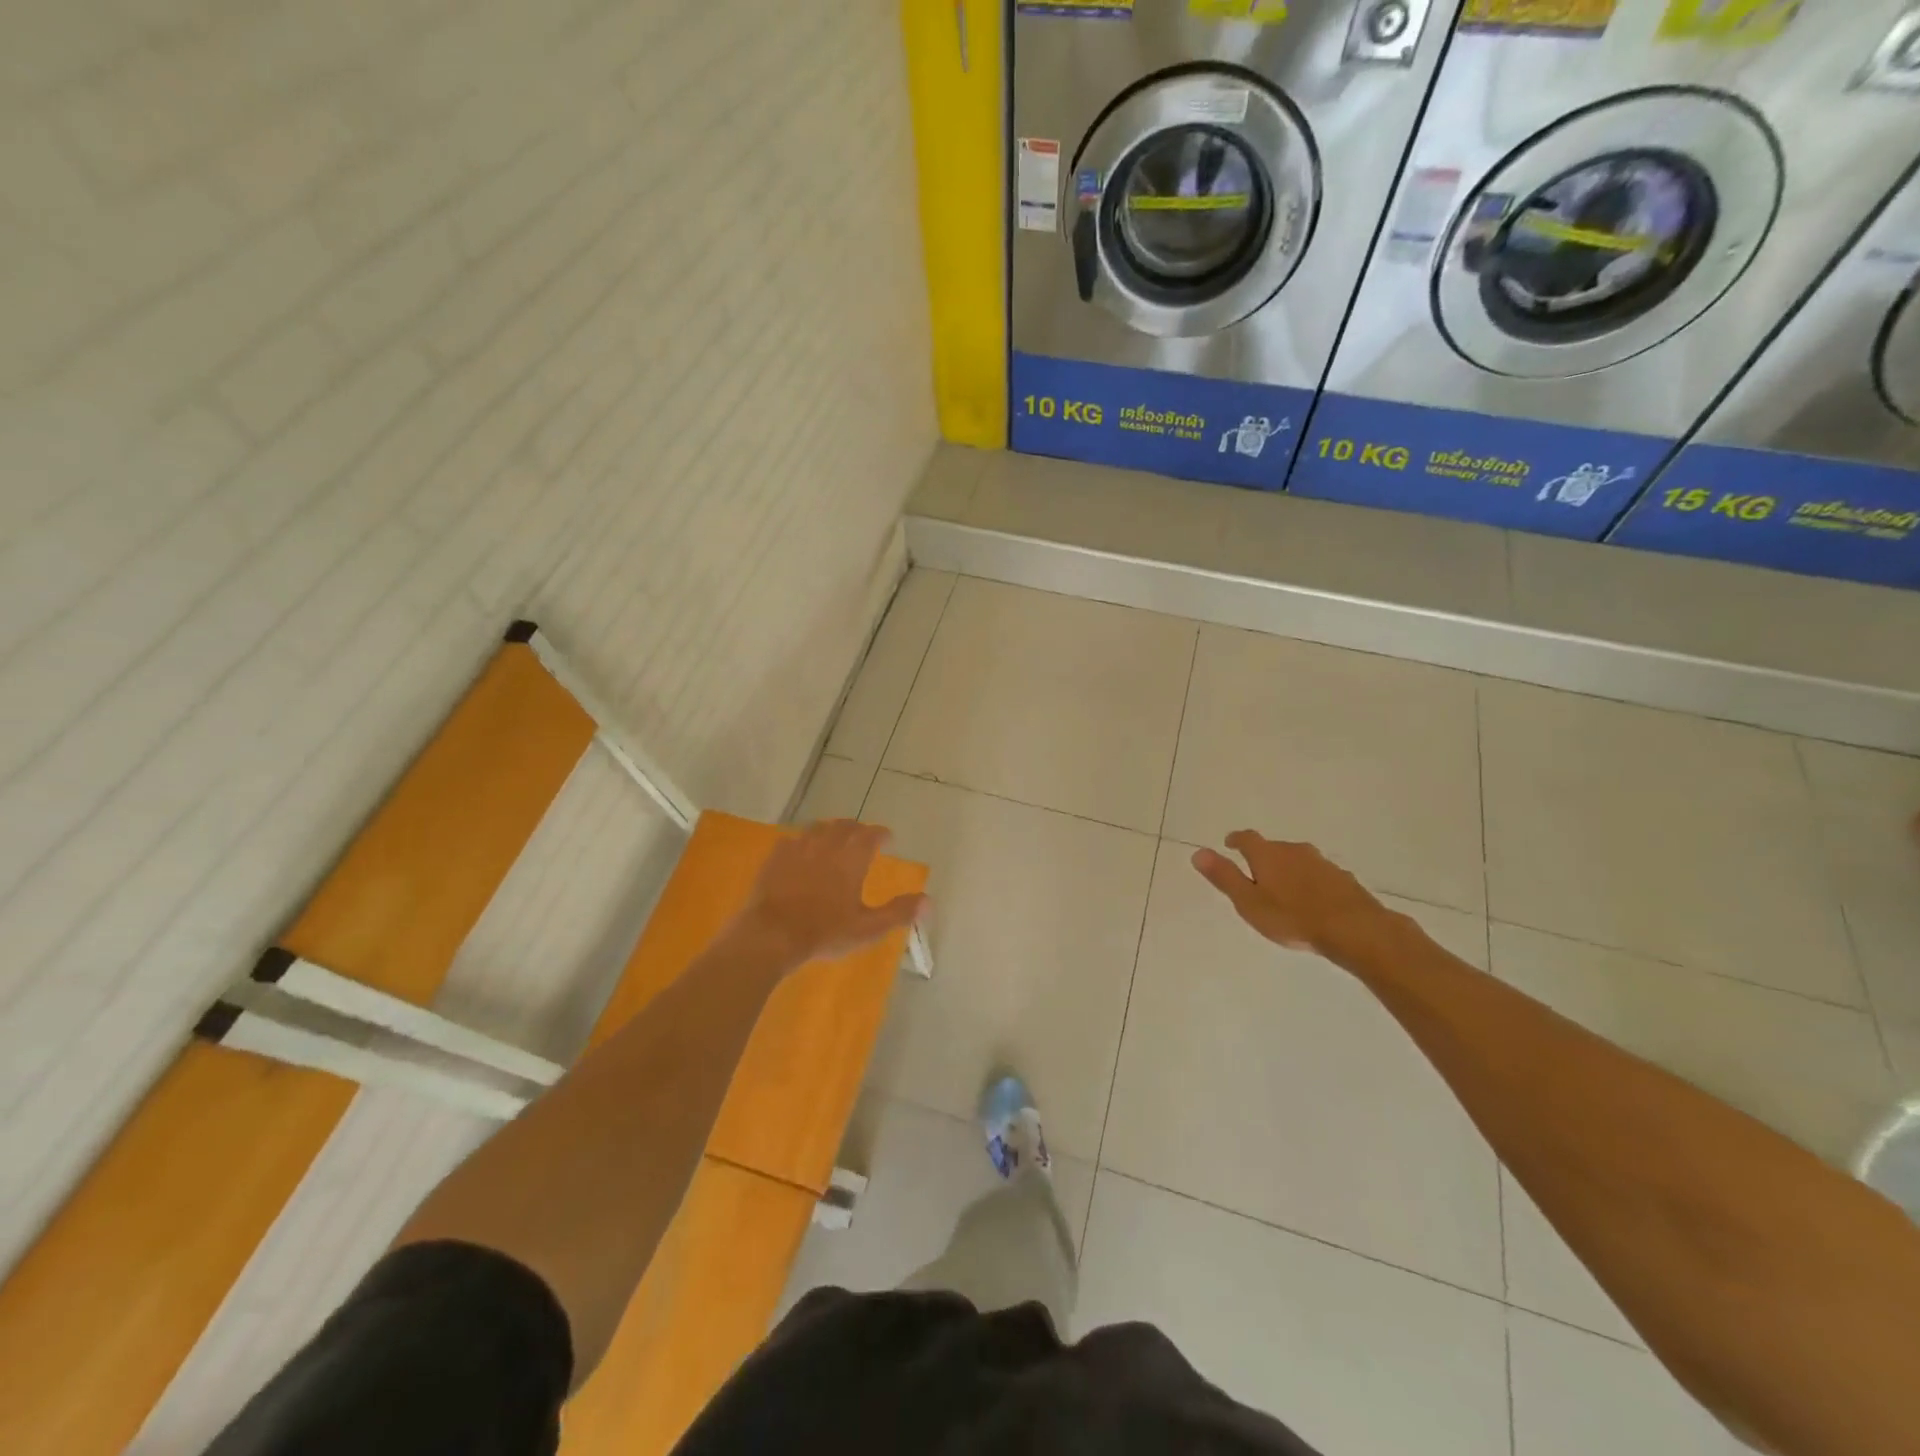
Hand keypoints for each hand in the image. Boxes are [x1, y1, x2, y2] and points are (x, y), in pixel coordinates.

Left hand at [738, 819, 925, 967]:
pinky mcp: (775, 858)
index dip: (881, 834)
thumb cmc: (825, 932)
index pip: (871, 835)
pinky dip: (803, 841)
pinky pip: (792, 840)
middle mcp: (827, 846)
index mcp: (852, 859)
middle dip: (857, 829)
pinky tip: (801, 850)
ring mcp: (798, 849)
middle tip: (862, 836)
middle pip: (845, 826)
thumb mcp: (867, 928)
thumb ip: (898, 912)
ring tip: (834, 838)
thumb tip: (929, 902)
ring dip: (830, 830)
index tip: (888, 838)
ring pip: (818, 828)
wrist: (771, 935)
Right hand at [1191, 831, 1389, 955]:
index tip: (1230, 844)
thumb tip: (1198, 852)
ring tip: (1284, 890)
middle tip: (1256, 874)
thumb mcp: (1249, 902)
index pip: (1247, 838)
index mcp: (1268, 854)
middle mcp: (1294, 851)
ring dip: (1289, 870)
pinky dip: (1310, 883)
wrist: (1355, 929)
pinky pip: (1319, 875)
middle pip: (1274, 848)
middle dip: (1263, 858)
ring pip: (1298, 861)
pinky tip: (1313, 901)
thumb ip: (1224, 877)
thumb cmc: (1292, 917)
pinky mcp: (1343, 879)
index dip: (1236, 840)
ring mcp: (1322, 863)